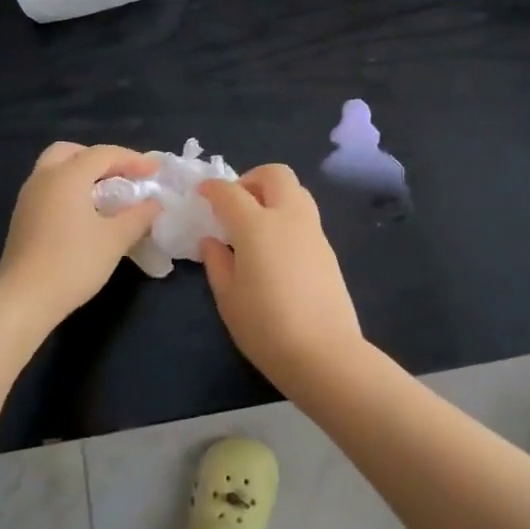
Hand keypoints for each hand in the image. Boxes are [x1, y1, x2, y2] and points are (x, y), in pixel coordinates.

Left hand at [0, 142, 160, 326]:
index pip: (104, 154)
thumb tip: (154, 203)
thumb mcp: (115, 239)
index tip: (155, 171)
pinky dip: (69, 189)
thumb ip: (138, 216)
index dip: (133, 159)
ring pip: (56, 169)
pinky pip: (49, 188)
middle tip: (123, 175)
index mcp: (67, 176)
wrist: (24, 299)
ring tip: (107, 194)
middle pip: (72, 152)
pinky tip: (85, 213)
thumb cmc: (74, 263)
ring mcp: (28, 197)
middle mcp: (44, 178)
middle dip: (100, 159)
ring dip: (83, 173)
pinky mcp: (22, 217)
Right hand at [198, 165, 366, 378]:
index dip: (212, 188)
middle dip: (251, 179)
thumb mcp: (228, 298)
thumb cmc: (266, 327)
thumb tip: (212, 240)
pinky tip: (275, 248)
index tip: (201, 194)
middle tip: (235, 204)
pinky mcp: (328, 249)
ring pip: (296, 190)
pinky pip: (305, 215)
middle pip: (274, 174)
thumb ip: (217, 262)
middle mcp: (288, 217)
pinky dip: (287, 216)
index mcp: (257, 225)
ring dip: (273, 194)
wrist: (325, 354)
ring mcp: (313, 231)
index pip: (230, 192)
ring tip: (255, 224)